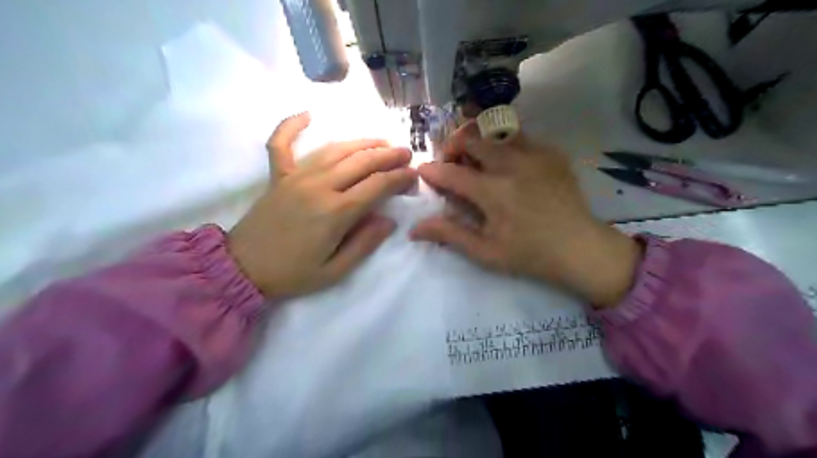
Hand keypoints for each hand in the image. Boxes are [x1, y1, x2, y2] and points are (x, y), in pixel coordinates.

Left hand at [227, 111, 414, 297]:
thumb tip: (388, 220)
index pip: (377, 185)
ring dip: (361, 142)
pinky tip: (307, 115)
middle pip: (361, 162)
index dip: (399, 178)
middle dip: (388, 155)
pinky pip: (281, 144)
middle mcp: (318, 186)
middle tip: (405, 153)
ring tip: (381, 141)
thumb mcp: (335, 271)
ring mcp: (295, 177)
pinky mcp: (277, 176)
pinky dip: (291, 126)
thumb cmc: (293, 273)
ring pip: (334, 149)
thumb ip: (364, 244)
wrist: (243, 269)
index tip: (413, 176)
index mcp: (336, 212)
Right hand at [412, 121, 641, 306]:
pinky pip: (520, 137)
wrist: (580, 248)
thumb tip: (414, 229)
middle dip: (453, 146)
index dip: (431, 170)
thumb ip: (449, 235)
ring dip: (479, 140)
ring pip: (496, 130)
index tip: (423, 172)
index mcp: (494, 192)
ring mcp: (536, 154)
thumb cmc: (530, 254)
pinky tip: (507, 165)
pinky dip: (504, 145)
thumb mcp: (486, 252)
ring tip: (477, 159)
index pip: (451, 172)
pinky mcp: (552, 153)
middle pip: (472, 137)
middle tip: (452, 164)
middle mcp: (513, 165)